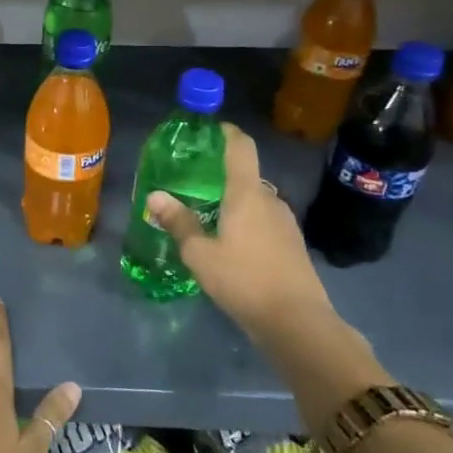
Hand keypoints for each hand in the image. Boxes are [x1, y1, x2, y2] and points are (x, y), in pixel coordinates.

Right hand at [146, 123, 337, 343]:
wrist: (298, 323)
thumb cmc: (244, 280)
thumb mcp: (200, 254)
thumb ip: (179, 223)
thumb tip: (155, 196)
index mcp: (246, 194)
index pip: (240, 147)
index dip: (226, 132)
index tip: (208, 129)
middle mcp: (269, 200)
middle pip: (245, 176)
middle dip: (220, 176)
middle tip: (192, 184)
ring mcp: (285, 223)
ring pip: (254, 202)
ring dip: (233, 203)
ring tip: (206, 215)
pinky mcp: (292, 245)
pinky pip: (263, 222)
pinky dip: (245, 223)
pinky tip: (229, 243)